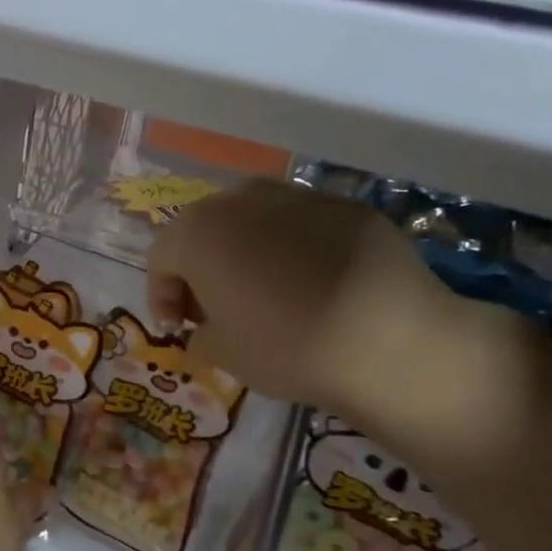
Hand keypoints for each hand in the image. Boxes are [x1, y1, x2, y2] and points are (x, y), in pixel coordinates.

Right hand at [147, 179, 480, 427]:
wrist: (390, 342)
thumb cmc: (284, 347)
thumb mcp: (220, 353)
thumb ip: (197, 333)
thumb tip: (204, 327)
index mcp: (199, 233)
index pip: (160, 257)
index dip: (161, 295)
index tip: (177, 329)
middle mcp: (241, 201)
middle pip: (204, 230)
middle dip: (200, 268)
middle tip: (213, 309)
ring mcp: (299, 197)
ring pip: (253, 220)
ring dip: (245, 252)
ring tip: (262, 292)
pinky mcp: (348, 207)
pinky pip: (301, 226)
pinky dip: (293, 250)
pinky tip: (311, 286)